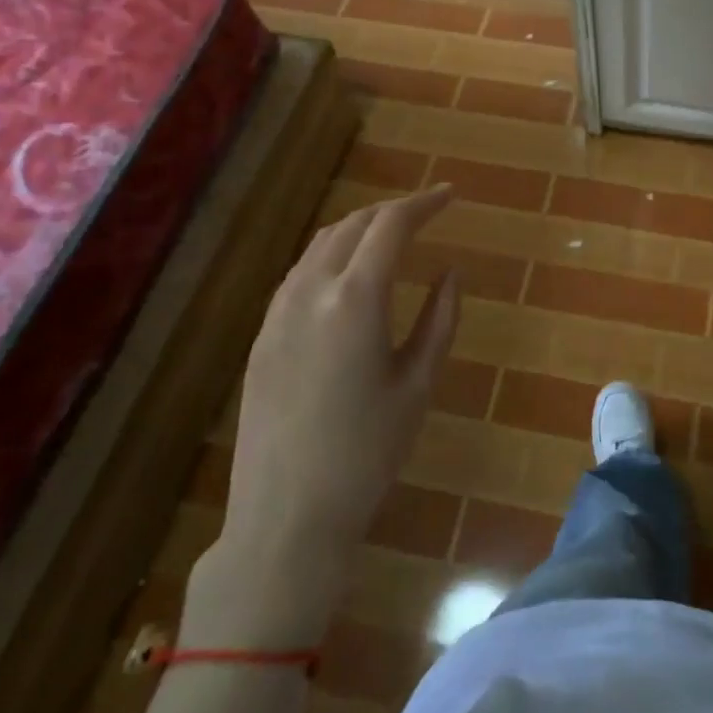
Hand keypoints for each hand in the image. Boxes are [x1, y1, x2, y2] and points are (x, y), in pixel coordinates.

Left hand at [184, 185, 459, 645]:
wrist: (286, 517)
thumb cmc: (368, 452)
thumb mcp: (418, 383)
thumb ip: (439, 318)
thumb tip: (451, 272)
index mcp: (355, 300)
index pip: (391, 226)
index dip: (424, 203)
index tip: (450, 195)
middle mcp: (310, 292)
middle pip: (353, 225)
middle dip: (393, 211)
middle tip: (427, 212)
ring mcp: (278, 313)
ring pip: (321, 245)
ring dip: (359, 229)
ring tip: (391, 236)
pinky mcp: (262, 336)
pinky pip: (299, 273)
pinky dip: (331, 255)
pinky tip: (348, 275)